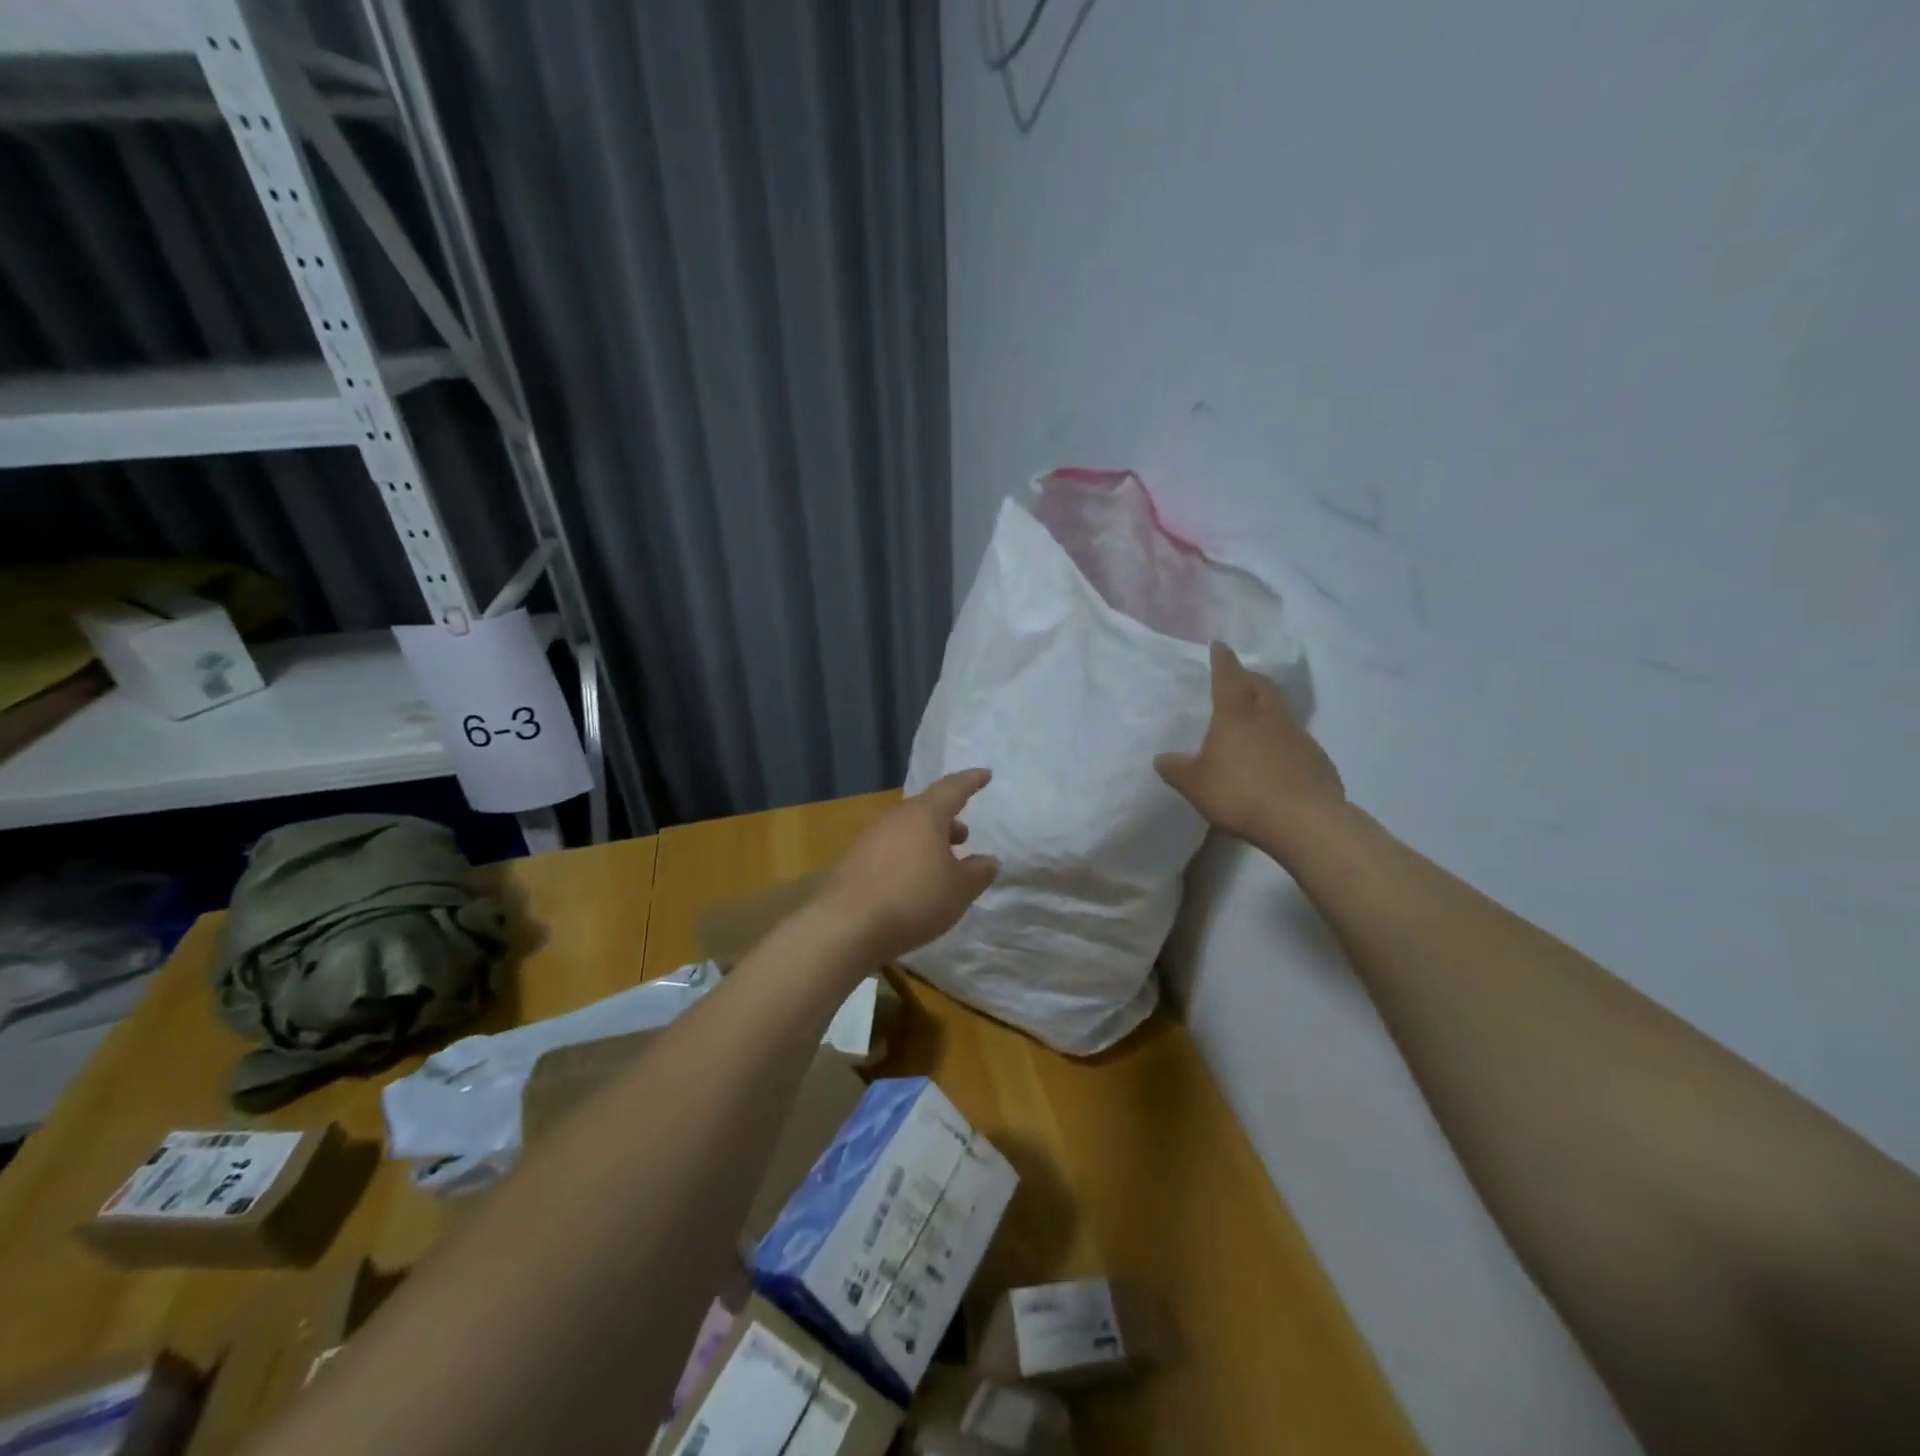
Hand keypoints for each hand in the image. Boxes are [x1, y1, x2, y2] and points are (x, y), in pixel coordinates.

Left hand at [824, 769, 999, 964]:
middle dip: (947, 819)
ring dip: (926, 840)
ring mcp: (870, 838)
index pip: (952, 788)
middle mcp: (895, 818)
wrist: (848, 925)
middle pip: (926, 809)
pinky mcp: (854, 862)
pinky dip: (907, 857)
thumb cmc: (914, 899)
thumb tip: (988, 861)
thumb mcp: (960, 889)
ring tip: (940, 863)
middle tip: (963, 836)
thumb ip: (979, 872)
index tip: (985, 774)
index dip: (971, 781)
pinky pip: (889, 849)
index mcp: (924, 814)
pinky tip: (912, 882)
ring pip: (906, 829)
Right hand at [1155, 642, 1345, 847]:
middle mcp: (1269, 718)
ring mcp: (1299, 737)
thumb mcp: (1195, 785)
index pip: (1228, 678)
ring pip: (1282, 711)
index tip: (1219, 645)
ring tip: (1256, 720)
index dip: (1222, 660)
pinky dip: (1283, 740)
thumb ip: (1177, 770)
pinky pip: (1296, 741)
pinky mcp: (1317, 760)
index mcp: (1236, 716)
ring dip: (1268, 708)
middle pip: (1262, 686)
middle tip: (1240, 679)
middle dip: (1250, 678)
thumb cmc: (1240, 794)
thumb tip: (1161, 758)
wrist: (1303, 821)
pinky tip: (1276, 760)